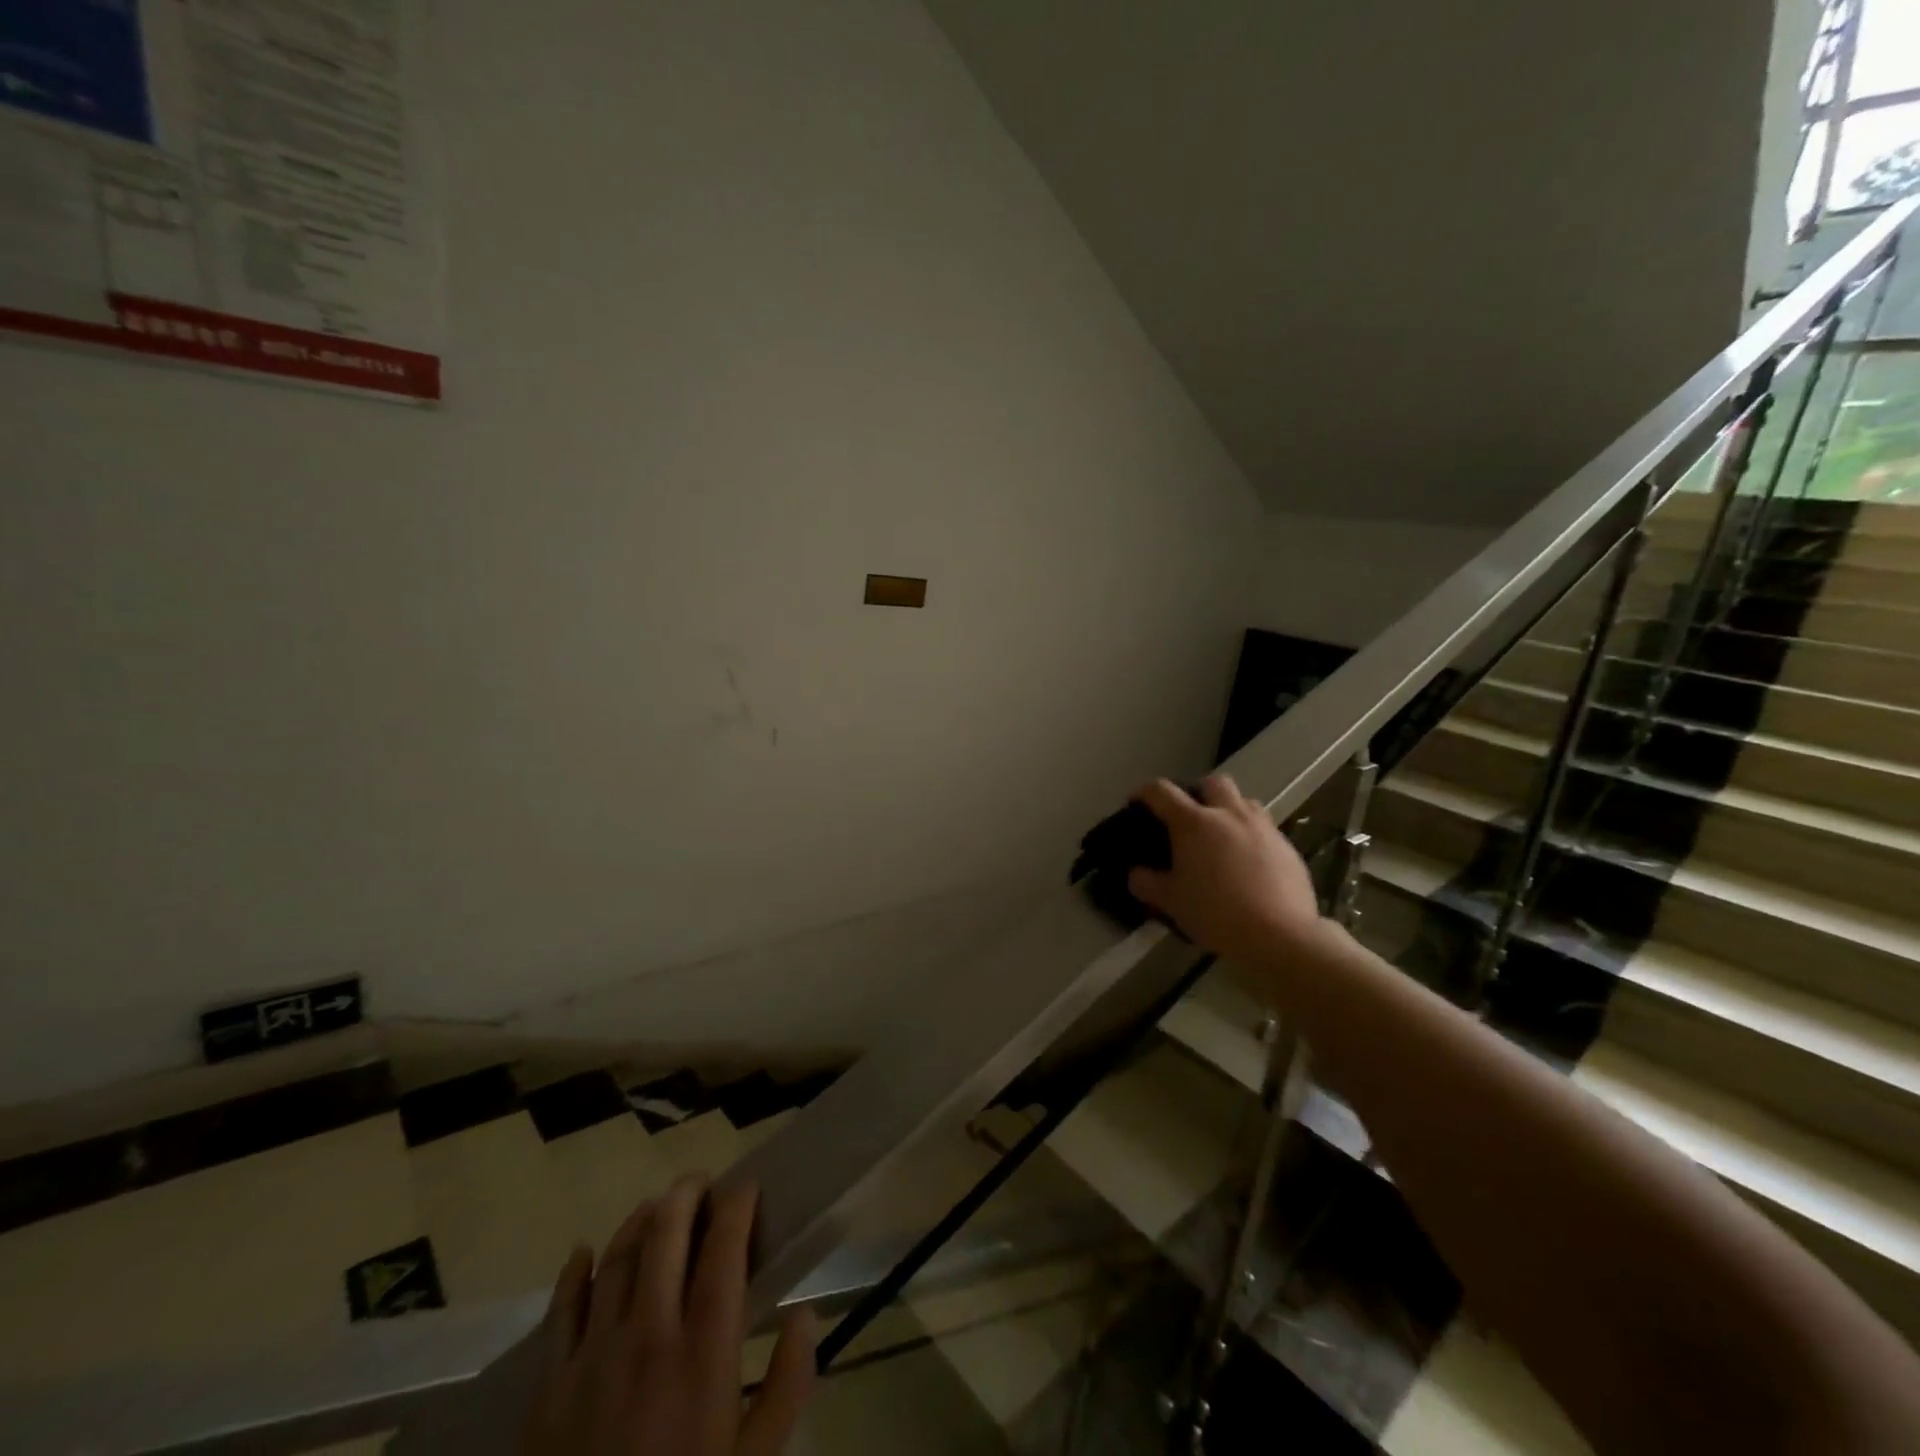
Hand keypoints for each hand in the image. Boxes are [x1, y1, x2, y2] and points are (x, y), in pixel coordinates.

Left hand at [520, 1176, 815, 1455]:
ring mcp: (594, 1356)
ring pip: (617, 1258)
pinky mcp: (550, 1385)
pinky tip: (585, 1250)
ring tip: (658, 1205)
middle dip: (688, 1195)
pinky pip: (561, 1310)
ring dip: (641, 1220)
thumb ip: (787, 1385)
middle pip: (666, 1235)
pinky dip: (575, 1272)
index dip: (737, 1205)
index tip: (747, 1188)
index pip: (724, 1249)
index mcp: (704, 1351)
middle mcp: (650, 1335)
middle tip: (703, 1183)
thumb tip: (803, 1315)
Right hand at [1127, 775, 1324, 964]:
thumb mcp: (1170, 902)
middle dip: (1197, 792)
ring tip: (1222, 836)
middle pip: (1212, 783)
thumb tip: (1136, 873)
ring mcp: (1263, 828)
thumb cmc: (1215, 913)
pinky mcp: (1287, 846)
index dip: (1144, 792)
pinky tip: (1249, 864)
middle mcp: (1228, 814)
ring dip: (1229, 810)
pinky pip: (1266, 829)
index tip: (1137, 803)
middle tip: (1189, 817)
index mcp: (1193, 823)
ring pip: (1244, 801)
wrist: (1280, 935)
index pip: (1161, 791)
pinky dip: (1252, 837)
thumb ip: (1147, 883)